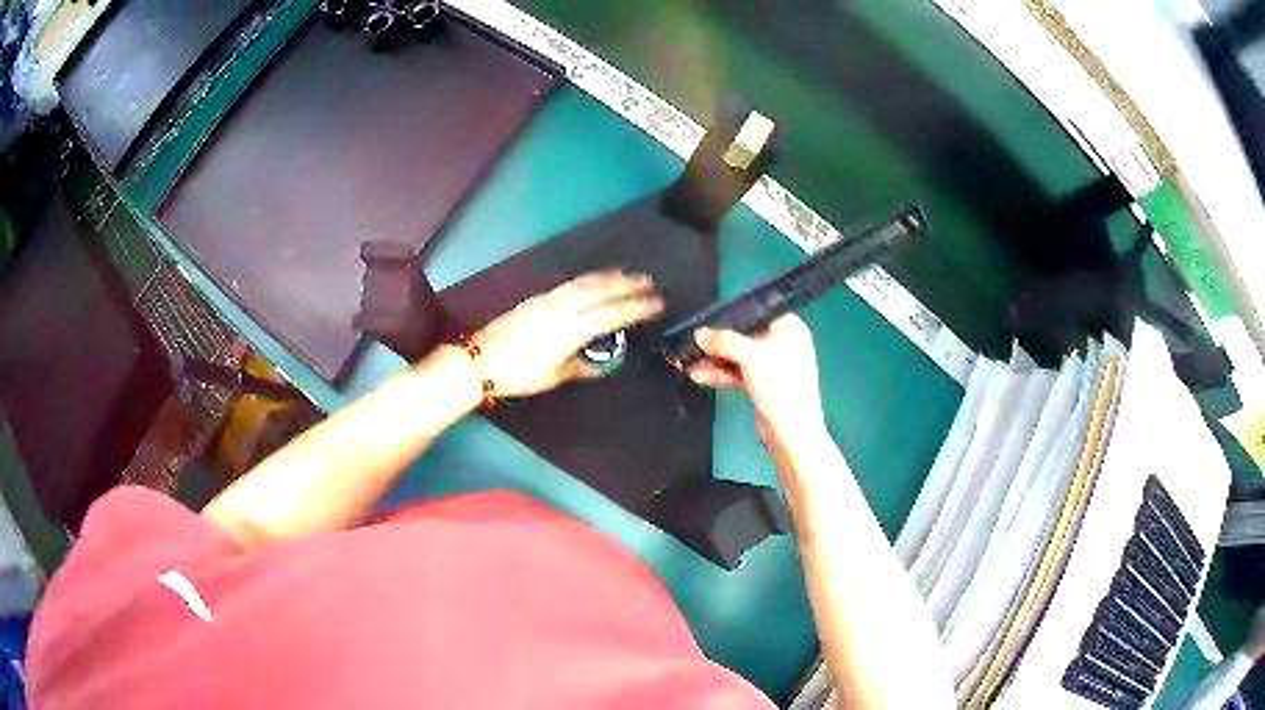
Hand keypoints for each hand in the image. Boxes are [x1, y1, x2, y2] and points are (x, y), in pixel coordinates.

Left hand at [471, 271, 663, 397]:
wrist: (481, 358)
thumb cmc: (520, 372)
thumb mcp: (555, 375)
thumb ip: (583, 366)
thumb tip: (604, 362)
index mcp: (572, 328)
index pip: (612, 313)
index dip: (637, 307)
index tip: (657, 303)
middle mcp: (564, 307)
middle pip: (602, 290)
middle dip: (628, 284)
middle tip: (650, 282)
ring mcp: (550, 299)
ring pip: (587, 282)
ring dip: (611, 277)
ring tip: (629, 274)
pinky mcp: (539, 297)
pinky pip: (572, 283)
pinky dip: (591, 278)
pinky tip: (596, 280)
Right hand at [684, 314, 825, 442]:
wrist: (791, 434)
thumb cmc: (781, 386)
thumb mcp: (752, 357)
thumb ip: (724, 341)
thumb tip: (699, 334)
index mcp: (789, 328)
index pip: (755, 313)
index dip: (729, 316)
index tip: (704, 320)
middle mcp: (782, 343)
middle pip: (742, 336)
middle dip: (715, 343)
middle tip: (690, 344)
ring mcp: (771, 366)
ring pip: (737, 356)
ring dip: (712, 360)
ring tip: (686, 362)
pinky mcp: (762, 384)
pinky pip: (737, 372)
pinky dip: (719, 373)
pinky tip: (697, 375)